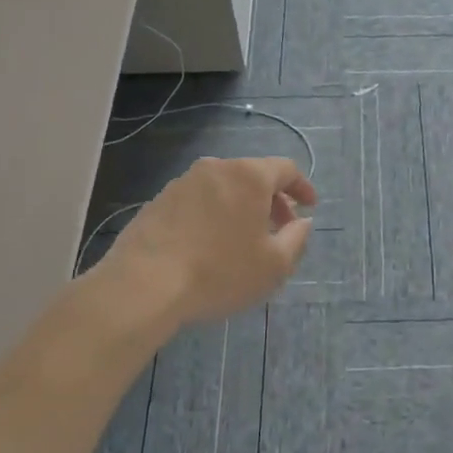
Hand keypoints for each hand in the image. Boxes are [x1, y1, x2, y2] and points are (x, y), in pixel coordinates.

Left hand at [98, 157, 317, 325]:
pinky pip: (197, 201)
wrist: (144, 284)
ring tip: (242, 240)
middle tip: (279, 229)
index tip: (309, 206)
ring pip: (223, 188)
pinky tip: (208, 245)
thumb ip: (296, 239)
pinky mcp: (158, 200)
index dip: (302, 186)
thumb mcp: (274, 265)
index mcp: (249, 175)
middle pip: (253, 176)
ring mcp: (183, 182)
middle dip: (271, 200)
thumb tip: (302, 222)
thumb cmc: (219, 272)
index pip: (285, 169)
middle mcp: (217, 168)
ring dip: (239, 207)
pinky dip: (212, 215)